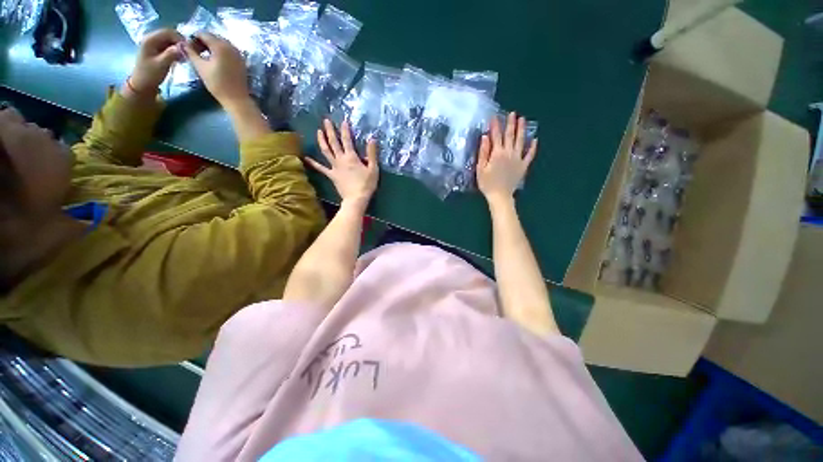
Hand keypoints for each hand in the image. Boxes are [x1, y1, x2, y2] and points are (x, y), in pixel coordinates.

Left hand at [128, 29, 184, 93]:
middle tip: (189, 53)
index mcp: (150, 39)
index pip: (168, 32)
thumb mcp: (161, 65)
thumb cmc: (150, 75)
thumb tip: (183, 47)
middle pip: (169, 35)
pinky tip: (180, 58)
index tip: (189, 49)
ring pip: (170, 40)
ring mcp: (154, 44)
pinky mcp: (157, 49)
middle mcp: (151, 38)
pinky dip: (176, 50)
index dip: (180, 38)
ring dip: (179, 47)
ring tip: (185, 57)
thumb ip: (171, 54)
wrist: (142, 84)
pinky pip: (169, 46)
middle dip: (180, 43)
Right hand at [183, 33, 249, 108]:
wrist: (237, 99)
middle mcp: (231, 46)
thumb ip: (190, 52)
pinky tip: (215, 60)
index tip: (188, 47)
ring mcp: (238, 53)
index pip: (203, 34)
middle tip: (195, 51)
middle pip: (213, 37)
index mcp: (220, 46)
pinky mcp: (242, 61)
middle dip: (203, 41)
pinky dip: (220, 52)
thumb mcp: (200, 67)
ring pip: (221, 43)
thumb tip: (182, 43)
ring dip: (211, 46)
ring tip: (204, 56)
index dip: (194, 38)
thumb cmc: (217, 84)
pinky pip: (228, 50)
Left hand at [307, 120, 378, 207]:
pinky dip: (313, 163)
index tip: (343, 121)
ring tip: (318, 131)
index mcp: (352, 157)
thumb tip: (372, 139)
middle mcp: (341, 159)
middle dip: (330, 130)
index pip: (347, 140)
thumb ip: (372, 154)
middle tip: (326, 120)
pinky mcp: (331, 175)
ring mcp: (334, 167)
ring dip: (322, 140)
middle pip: (334, 142)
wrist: (356, 198)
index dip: (345, 130)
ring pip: (326, 151)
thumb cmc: (367, 184)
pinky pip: (321, 168)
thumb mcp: (373, 169)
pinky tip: (305, 158)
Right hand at [476, 112, 537, 203]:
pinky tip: (535, 140)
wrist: (500, 196)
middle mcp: (509, 153)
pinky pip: (530, 155)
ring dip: (522, 130)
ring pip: (521, 141)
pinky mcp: (523, 166)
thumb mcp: (480, 168)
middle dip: (510, 124)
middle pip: (510, 135)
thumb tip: (485, 137)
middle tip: (512, 113)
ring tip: (523, 120)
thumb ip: (483, 152)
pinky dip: (533, 147)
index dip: (495, 126)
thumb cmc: (487, 183)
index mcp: (497, 153)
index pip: (496, 136)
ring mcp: (518, 159)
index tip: (494, 117)